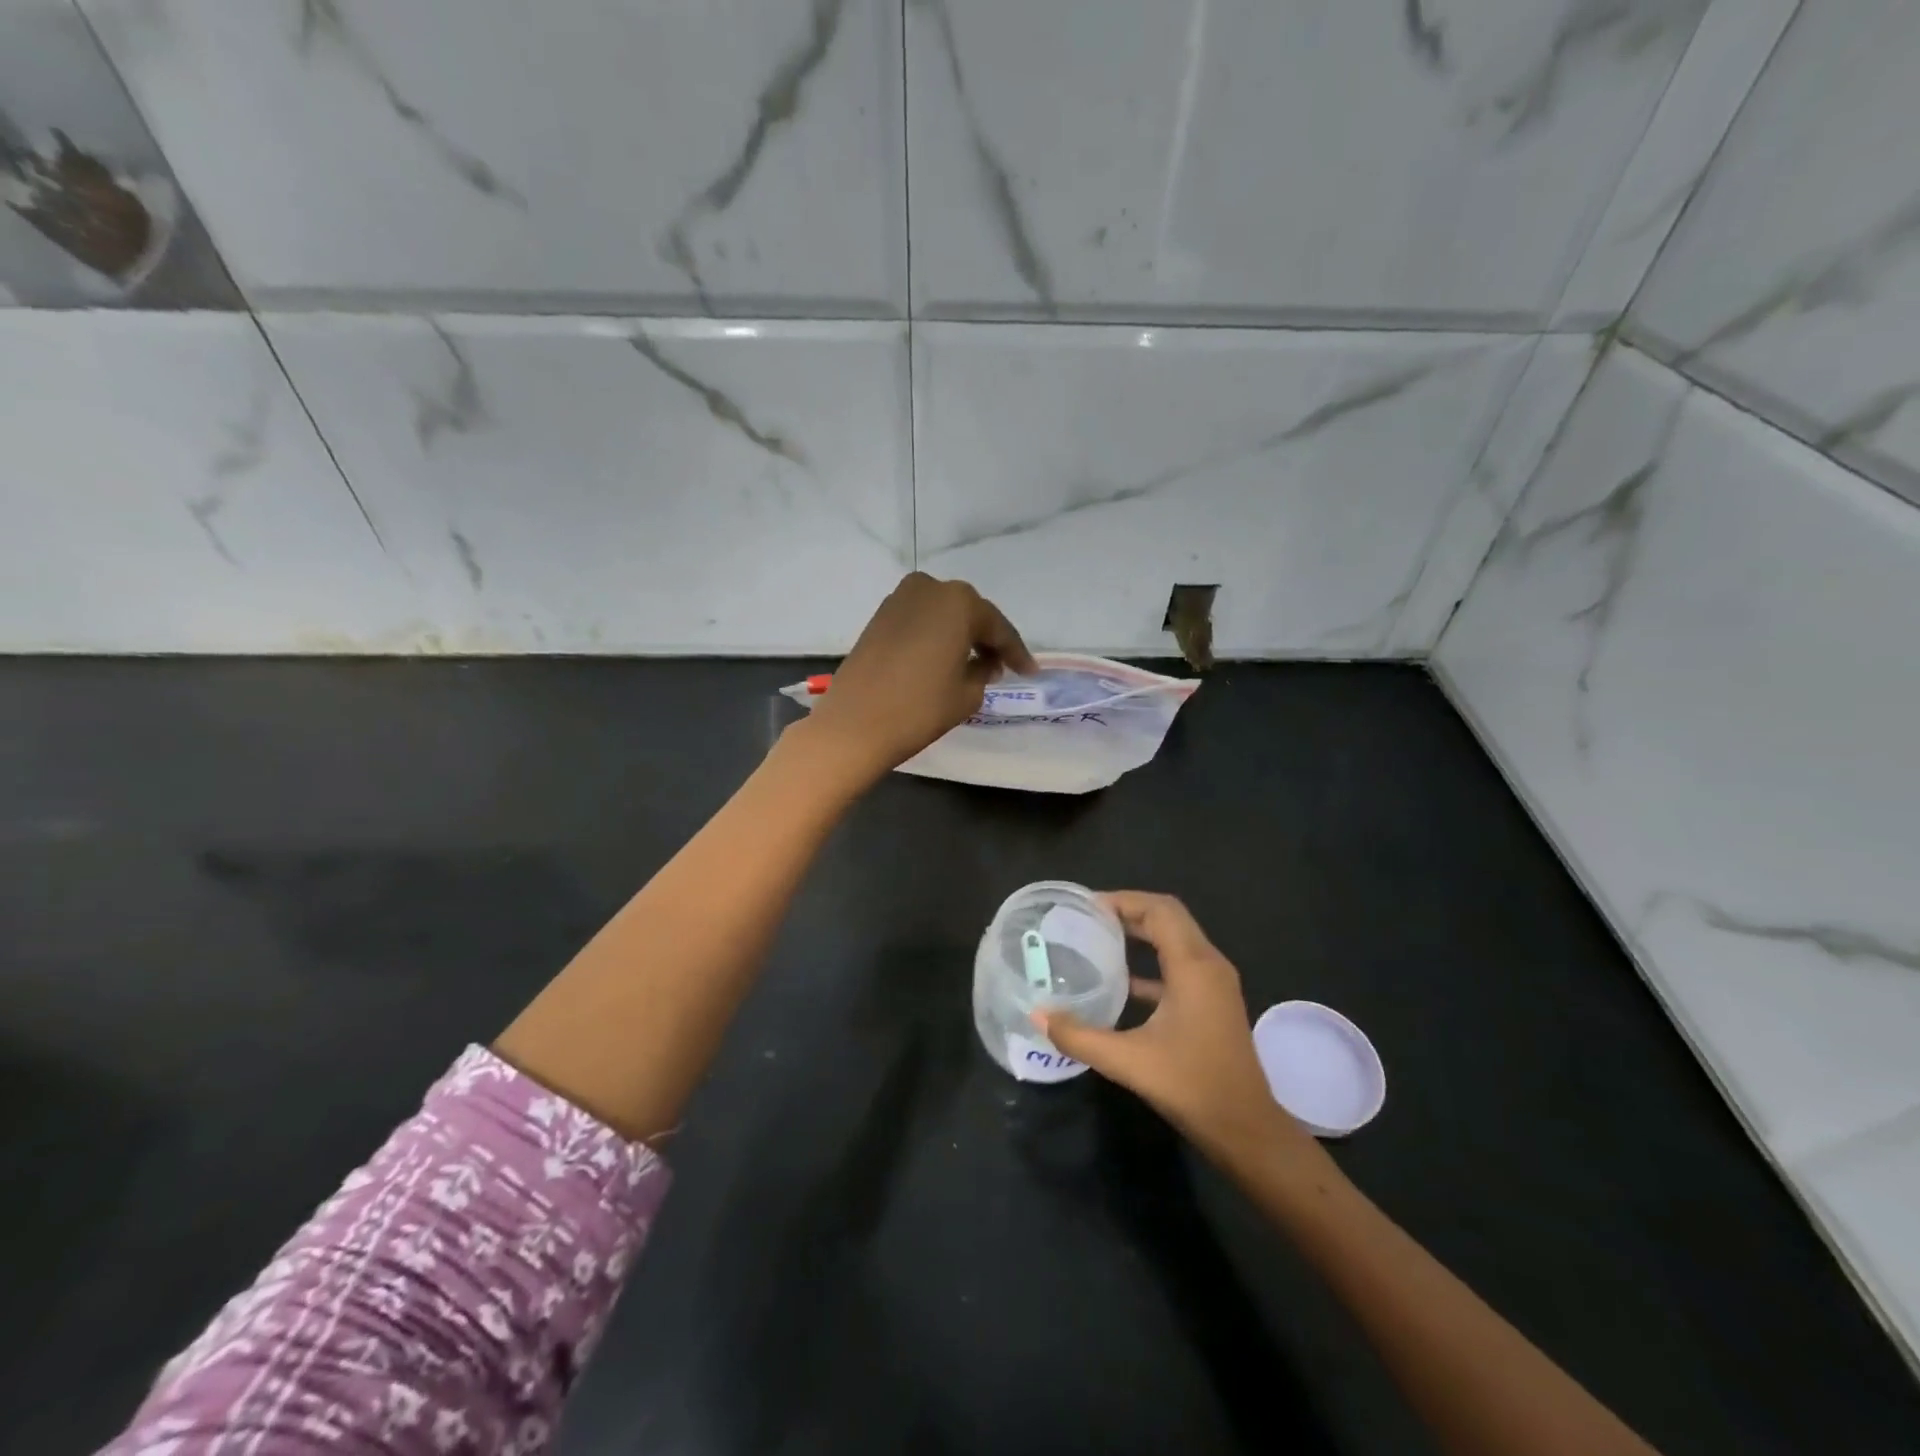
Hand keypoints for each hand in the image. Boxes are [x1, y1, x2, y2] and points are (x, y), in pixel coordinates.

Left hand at [804, 573, 1035, 782]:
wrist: (855, 724)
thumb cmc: (920, 708)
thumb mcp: (968, 694)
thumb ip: (984, 671)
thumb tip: (984, 663)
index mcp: (959, 602)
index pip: (997, 628)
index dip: (1016, 653)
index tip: (1030, 672)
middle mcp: (930, 589)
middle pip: (969, 614)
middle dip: (987, 639)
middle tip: (1002, 666)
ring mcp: (899, 599)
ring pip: (943, 615)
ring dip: (960, 635)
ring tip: (974, 665)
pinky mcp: (879, 616)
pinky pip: (920, 621)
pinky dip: (935, 636)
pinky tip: (943, 658)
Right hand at [1038, 892, 1320, 1172]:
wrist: (1246, 1129)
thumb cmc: (1192, 1086)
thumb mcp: (1128, 1061)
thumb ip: (1079, 1036)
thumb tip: (1038, 1016)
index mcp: (1193, 966)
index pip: (1159, 910)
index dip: (1124, 900)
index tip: (1087, 907)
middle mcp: (1209, 964)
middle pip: (1169, 917)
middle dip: (1130, 911)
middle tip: (1088, 919)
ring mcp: (1215, 984)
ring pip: (1177, 939)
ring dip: (1142, 933)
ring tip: (1100, 938)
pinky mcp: (1213, 1002)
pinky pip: (1181, 965)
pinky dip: (1152, 961)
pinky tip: (1123, 982)